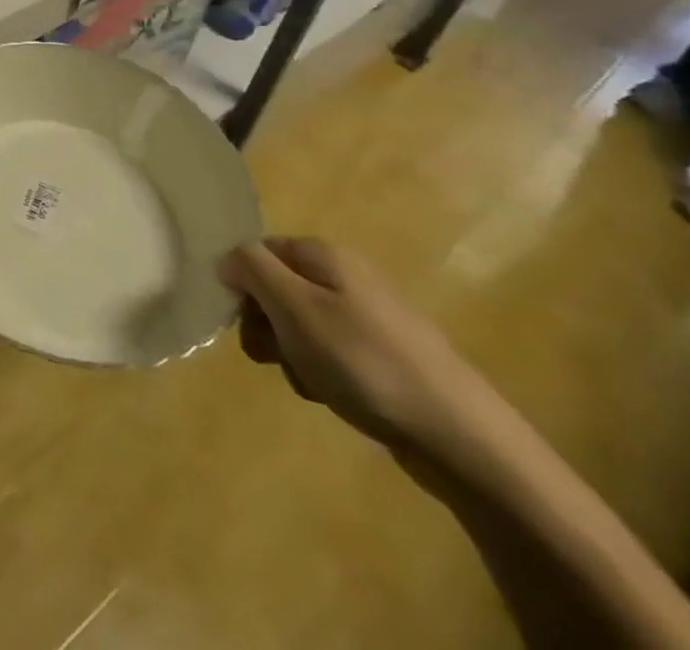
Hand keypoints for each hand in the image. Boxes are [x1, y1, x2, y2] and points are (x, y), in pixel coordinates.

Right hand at [218, 236, 499, 458]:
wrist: (462, 437)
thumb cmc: (365, 362)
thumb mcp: (294, 308)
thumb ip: (251, 269)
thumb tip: (227, 257)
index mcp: (325, 255)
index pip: (258, 251)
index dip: (242, 283)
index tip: (241, 321)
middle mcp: (347, 275)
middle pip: (278, 288)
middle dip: (265, 323)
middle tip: (270, 356)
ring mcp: (370, 317)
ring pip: (301, 325)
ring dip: (291, 353)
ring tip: (309, 381)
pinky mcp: (386, 356)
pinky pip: (332, 353)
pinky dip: (322, 372)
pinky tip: (333, 395)